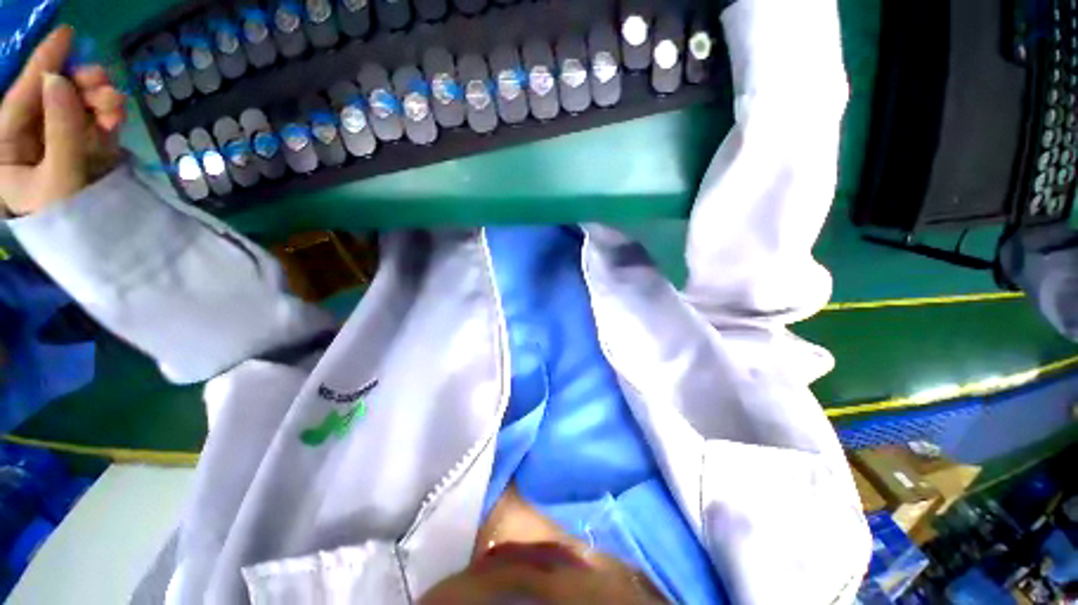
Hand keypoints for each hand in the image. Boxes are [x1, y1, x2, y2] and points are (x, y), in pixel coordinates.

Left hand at [0, 26, 125, 216]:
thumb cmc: (70, 221)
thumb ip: (61, 131)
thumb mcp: (61, 179)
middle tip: (103, 83)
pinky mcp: (86, 151)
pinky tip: (118, 119)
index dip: (43, 65)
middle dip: (78, 87)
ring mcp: (60, 145)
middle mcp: (31, 141)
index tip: (67, 34)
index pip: (20, 100)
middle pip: (51, 99)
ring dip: (98, 102)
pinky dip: (109, 118)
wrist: (105, 249)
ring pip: (77, 109)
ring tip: (116, 107)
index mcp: (7, 150)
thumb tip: (58, 80)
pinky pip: (96, 124)